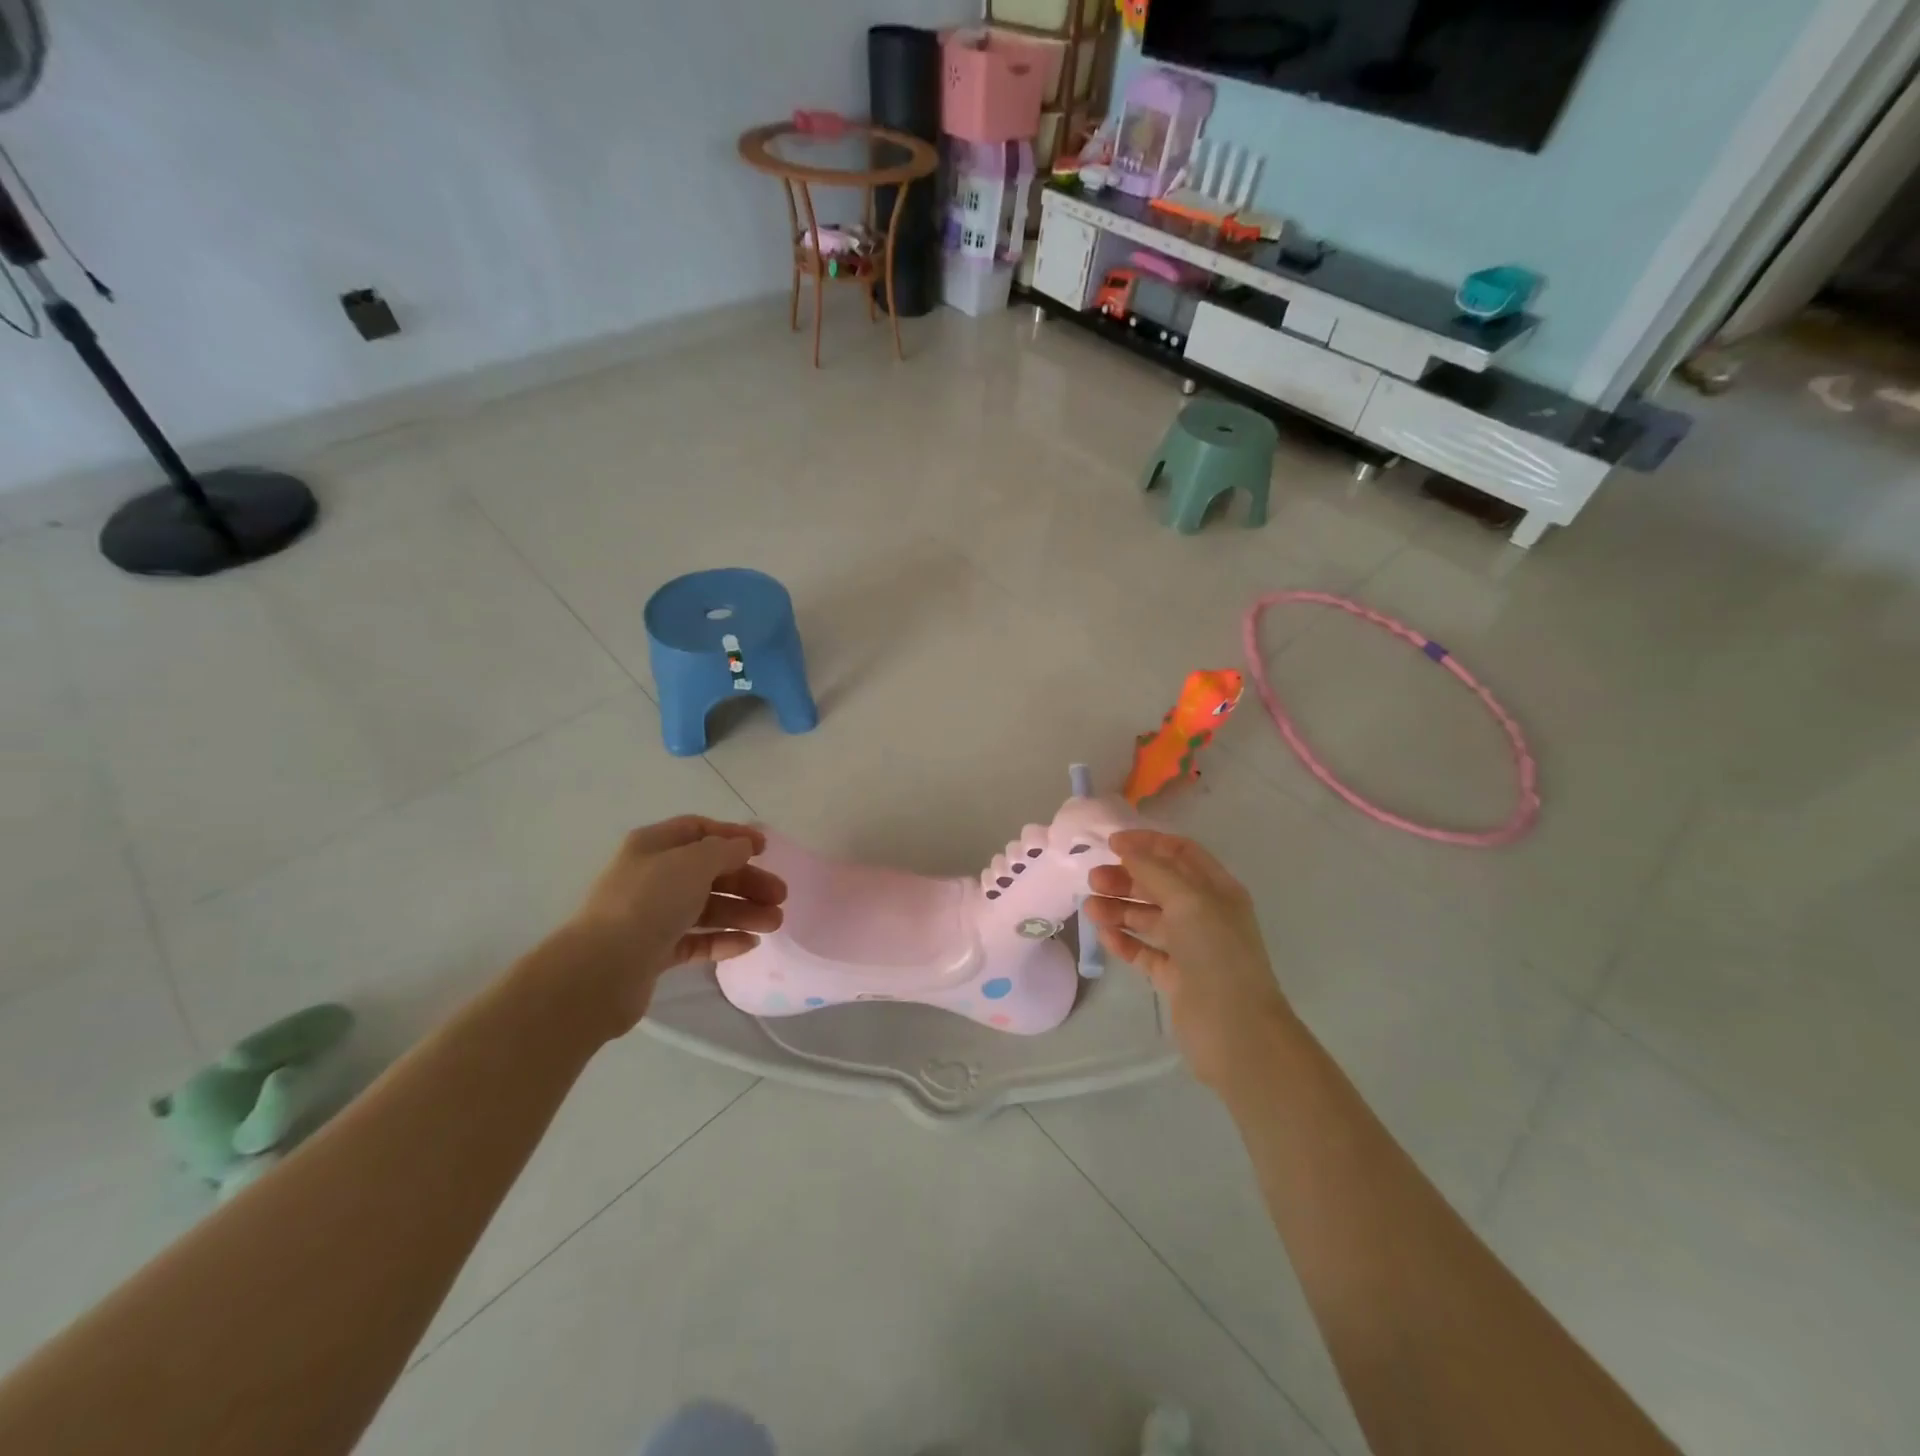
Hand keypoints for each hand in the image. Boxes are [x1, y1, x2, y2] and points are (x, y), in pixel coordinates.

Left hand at [556, 816, 786, 1033]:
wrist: (602, 970)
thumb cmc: (649, 902)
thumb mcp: (694, 862)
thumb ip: (725, 850)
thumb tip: (742, 847)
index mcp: (653, 846)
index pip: (698, 829)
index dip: (733, 835)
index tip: (765, 849)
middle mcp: (651, 877)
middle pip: (708, 872)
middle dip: (747, 881)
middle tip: (780, 896)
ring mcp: (652, 916)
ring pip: (706, 907)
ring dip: (743, 911)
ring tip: (774, 924)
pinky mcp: (655, 952)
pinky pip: (696, 939)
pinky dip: (723, 939)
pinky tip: (749, 944)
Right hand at [1083, 829, 1292, 1090]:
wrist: (1236, 1031)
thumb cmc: (1217, 955)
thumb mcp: (1189, 901)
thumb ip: (1155, 871)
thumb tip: (1126, 848)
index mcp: (1217, 890)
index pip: (1181, 853)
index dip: (1148, 843)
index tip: (1112, 843)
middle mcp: (1205, 914)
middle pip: (1159, 884)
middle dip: (1126, 878)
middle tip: (1093, 879)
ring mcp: (1189, 947)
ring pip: (1148, 918)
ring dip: (1119, 908)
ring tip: (1090, 908)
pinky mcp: (1174, 977)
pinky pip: (1144, 950)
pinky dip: (1124, 941)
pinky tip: (1104, 936)